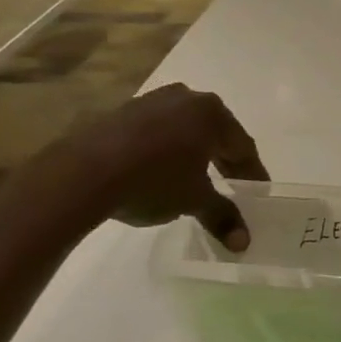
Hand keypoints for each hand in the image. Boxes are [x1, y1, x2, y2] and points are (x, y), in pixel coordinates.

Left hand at [67, 84, 268, 249]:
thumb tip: (244, 244)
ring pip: (186, 128)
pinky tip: (161, 169)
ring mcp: (152, 100)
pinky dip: (167, 148)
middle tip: (233, 184)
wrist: (82, 173)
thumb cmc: (153, 181)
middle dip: (225, 160)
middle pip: (216, 133)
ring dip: (195, 152)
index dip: (252, 172)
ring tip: (197, 177)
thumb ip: (222, 216)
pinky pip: (158, 129)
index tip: (258, 191)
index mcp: (212, 113)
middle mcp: (187, 98)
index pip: (243, 146)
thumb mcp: (194, 201)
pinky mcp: (123, 111)